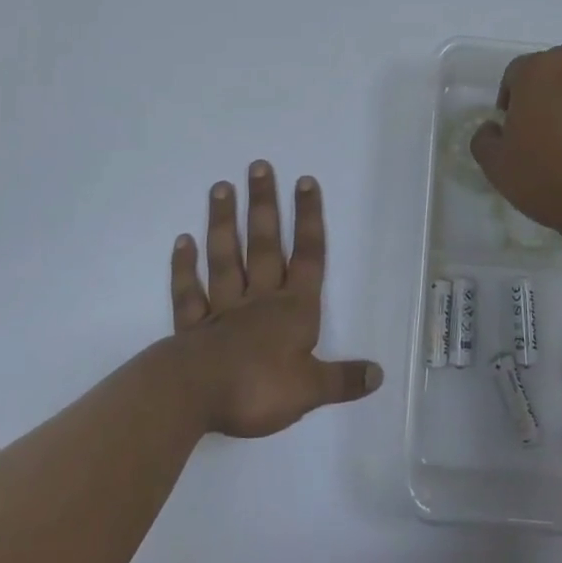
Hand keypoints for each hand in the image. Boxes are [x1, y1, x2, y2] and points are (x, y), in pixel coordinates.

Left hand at [167, 161, 381, 437]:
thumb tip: (379, 374)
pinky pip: (189, 292)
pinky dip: (184, 267)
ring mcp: (223, 309)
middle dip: (265, 205)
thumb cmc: (259, 388)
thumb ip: (343, 380)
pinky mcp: (192, 327)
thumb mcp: (311, 389)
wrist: (196, 396)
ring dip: (224, 223)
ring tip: (221, 187)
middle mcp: (260, 299)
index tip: (305, 181)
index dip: (308, 218)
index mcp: (293, 309)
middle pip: (264, 244)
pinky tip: (182, 241)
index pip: (307, 256)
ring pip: (225, 257)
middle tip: (258, 166)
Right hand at [470, 46, 561, 251]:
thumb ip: (485, 139)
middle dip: (551, 95)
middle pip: (559, 72)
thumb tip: (492, 129)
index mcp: (540, 70)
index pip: (516, 73)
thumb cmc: (549, 179)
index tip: (514, 128)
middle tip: (548, 133)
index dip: (511, 99)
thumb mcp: (497, 167)